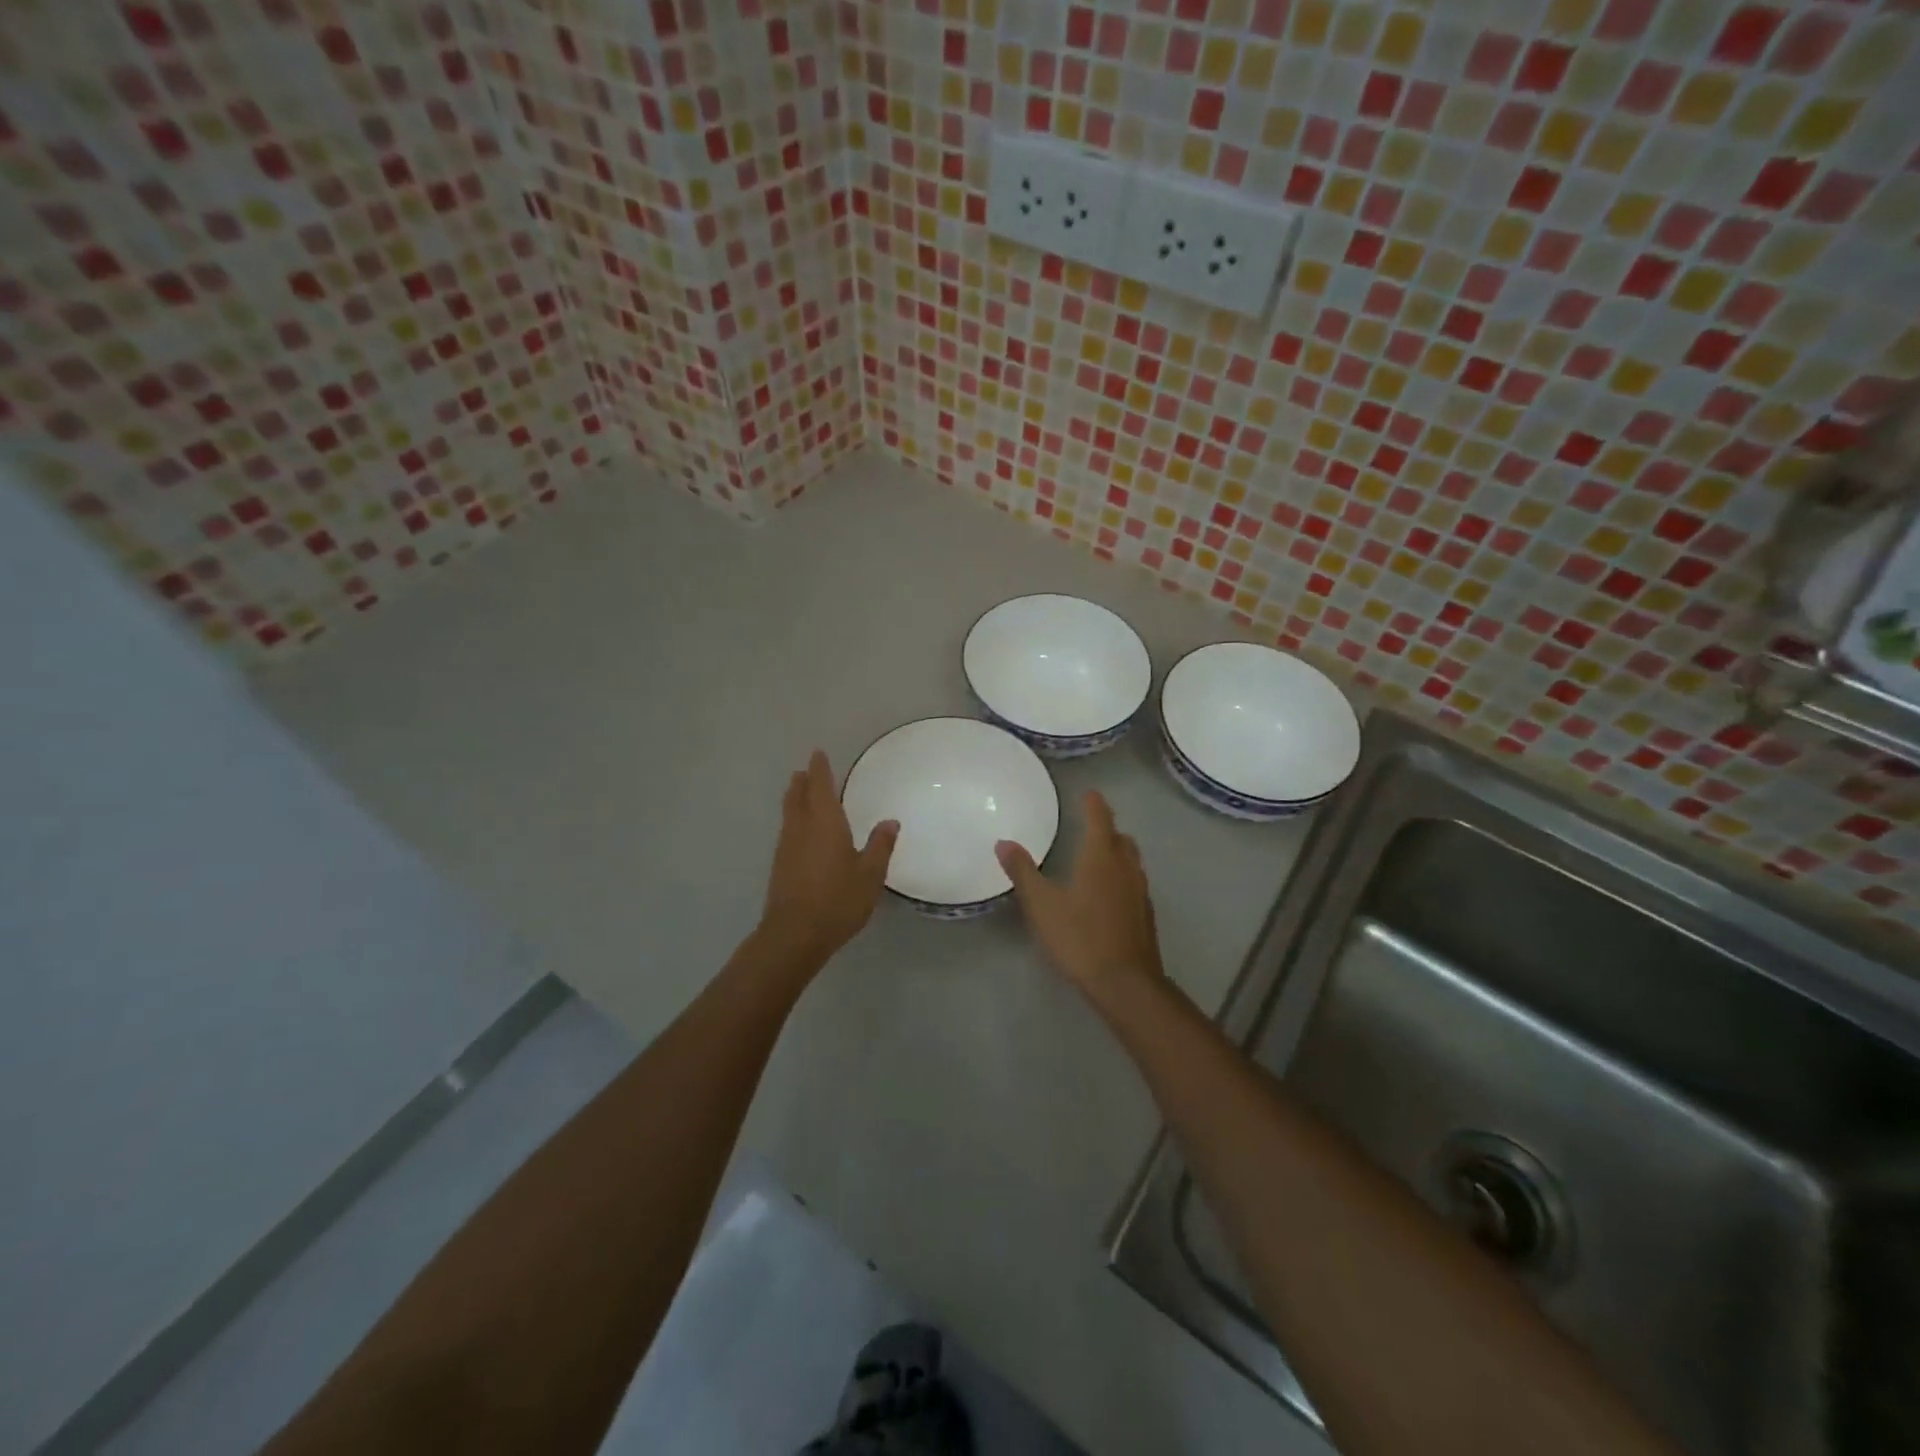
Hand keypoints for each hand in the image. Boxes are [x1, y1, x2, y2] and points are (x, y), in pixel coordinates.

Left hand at [758, 750, 897, 970]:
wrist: (795, 934)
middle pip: (798, 796)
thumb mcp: (870, 874)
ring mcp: (787, 847)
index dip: (819, 769)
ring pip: (789, 813)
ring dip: (794, 799)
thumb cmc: (838, 900)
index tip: (818, 754)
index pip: (820, 786)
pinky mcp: (780, 866)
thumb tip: (890, 822)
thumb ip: (880, 846)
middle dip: (802, 781)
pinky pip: (788, 831)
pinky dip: (794, 821)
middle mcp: (802, 828)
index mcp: (825, 822)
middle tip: (805, 771)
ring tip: (800, 793)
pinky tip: (801, 832)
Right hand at [996, 790, 1163, 1006]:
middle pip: (1120, 838)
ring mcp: (1140, 892)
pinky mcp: (1145, 915)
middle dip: (1107, 828)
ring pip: (1131, 861)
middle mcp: (1126, 868)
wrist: (1125, 983)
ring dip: (1117, 852)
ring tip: (1099, 856)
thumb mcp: (1042, 904)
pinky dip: (1122, 877)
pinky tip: (1108, 894)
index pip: (1100, 818)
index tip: (1089, 793)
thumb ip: (1023, 871)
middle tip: (1090, 825)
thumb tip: (1003, 842)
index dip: (1094, 804)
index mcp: (1101, 857)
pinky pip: (1135, 883)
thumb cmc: (1080, 937)